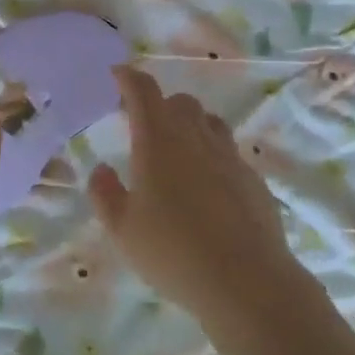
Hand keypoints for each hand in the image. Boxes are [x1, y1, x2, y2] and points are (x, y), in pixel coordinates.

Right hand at [88, 67, 297, 318]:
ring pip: (210, 122)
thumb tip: (102, 170)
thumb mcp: (123, 230)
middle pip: (180, 102)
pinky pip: (229, 152)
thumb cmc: (173, 252)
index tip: (118, 74)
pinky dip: (213, 155)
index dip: (129, 78)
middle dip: (161, 105)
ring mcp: (229, 157)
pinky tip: (207, 186)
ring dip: (191, 125)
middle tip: (146, 126)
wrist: (245, 280)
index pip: (143, 92)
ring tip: (179, 150)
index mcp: (158, 142)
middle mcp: (196, 138)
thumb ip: (106, 194)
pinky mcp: (253, 179)